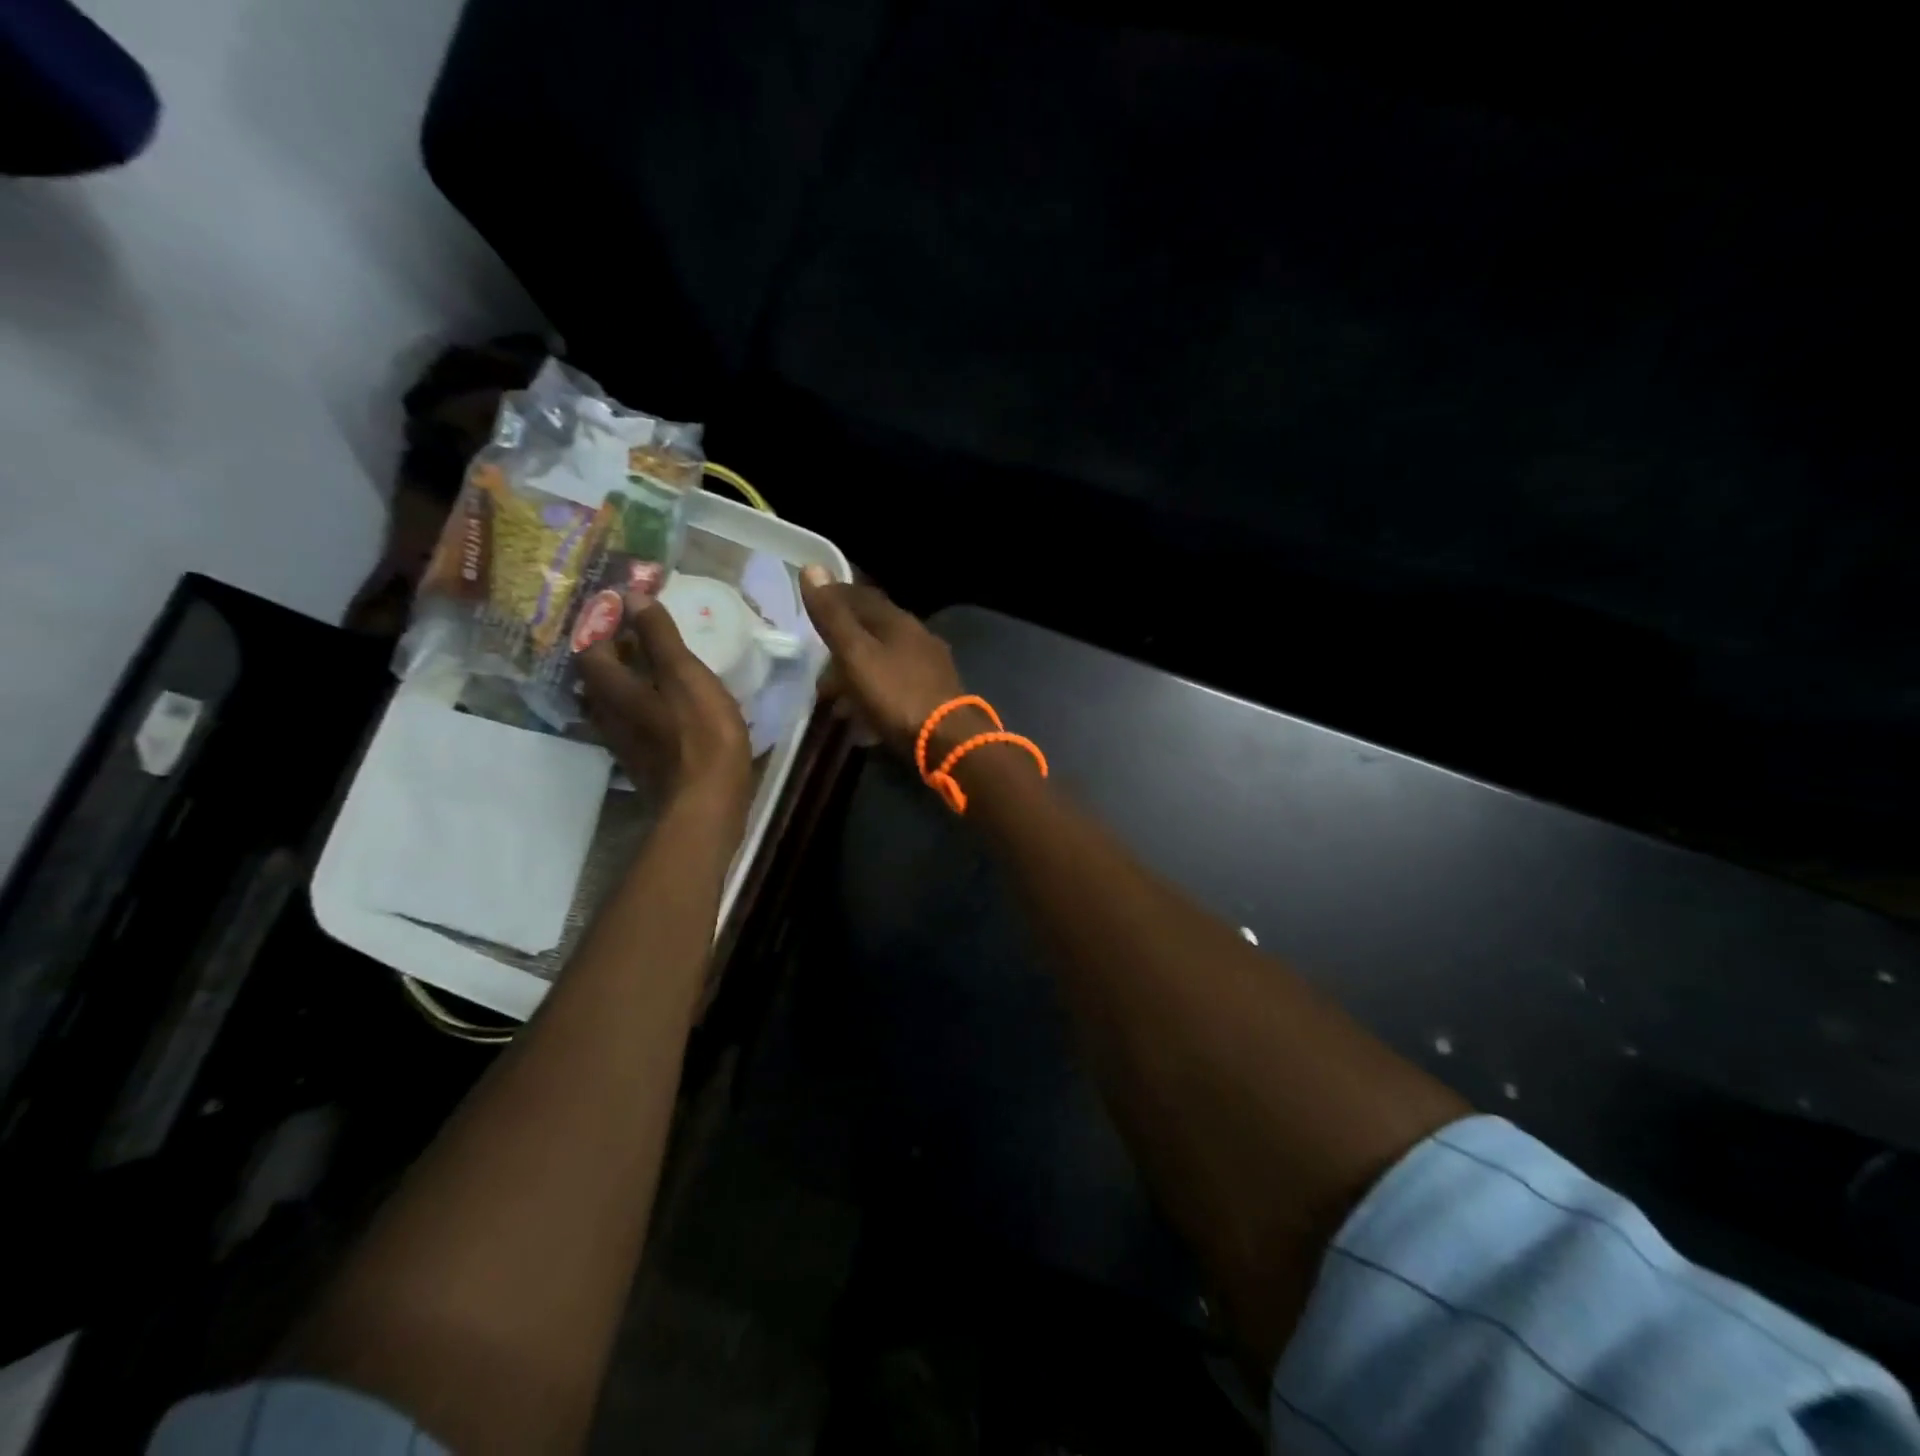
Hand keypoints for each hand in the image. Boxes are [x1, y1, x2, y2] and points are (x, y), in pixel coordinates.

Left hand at [576, 591, 751, 818]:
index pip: (589, 649)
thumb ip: (659, 637)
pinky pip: (629, 725)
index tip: (624, 608)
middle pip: (595, 679)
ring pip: (610, 705)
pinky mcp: (642, 765)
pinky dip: (639, 708)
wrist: (706, 806)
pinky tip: (663, 710)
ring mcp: (623, 745)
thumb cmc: (701, 736)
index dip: (601, 625)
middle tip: (638, 636)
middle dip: (611, 653)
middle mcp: (608, 716)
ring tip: (652, 669)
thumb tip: (630, 595)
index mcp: (615, 690)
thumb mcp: (686, 676)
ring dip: (624, 683)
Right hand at [800, 567, 983, 761]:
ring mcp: (930, 668)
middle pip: (872, 633)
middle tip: (817, 669)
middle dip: (842, 648)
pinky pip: (895, 688)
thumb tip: (812, 567)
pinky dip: (874, 697)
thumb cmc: (896, 694)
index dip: (834, 599)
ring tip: (833, 700)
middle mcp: (918, 637)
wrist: (947, 740)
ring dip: (856, 677)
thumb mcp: (856, 654)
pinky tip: (863, 718)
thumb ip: (833, 616)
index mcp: (898, 621)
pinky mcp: (935, 696)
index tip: (811, 608)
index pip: (860, 597)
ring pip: (883, 663)